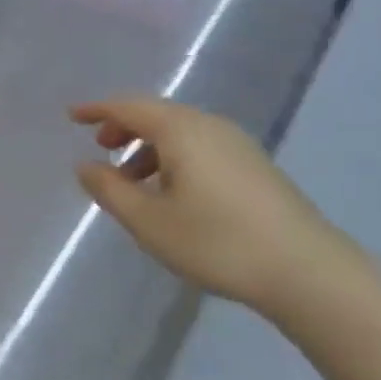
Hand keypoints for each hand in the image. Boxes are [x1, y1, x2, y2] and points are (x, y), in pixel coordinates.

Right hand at [71, 95, 375, 321]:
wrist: (308, 272)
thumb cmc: (217, 242)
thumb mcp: (148, 221)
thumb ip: (109, 189)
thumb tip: (86, 166)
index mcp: (181, 131)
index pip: (129, 107)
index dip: (97, 110)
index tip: (72, 116)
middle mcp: (210, 127)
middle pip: (157, 114)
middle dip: (124, 127)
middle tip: (100, 149)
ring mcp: (238, 145)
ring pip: (180, 131)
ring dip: (149, 146)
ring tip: (132, 179)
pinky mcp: (255, 167)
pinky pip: (200, 146)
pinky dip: (173, 157)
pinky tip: (171, 192)